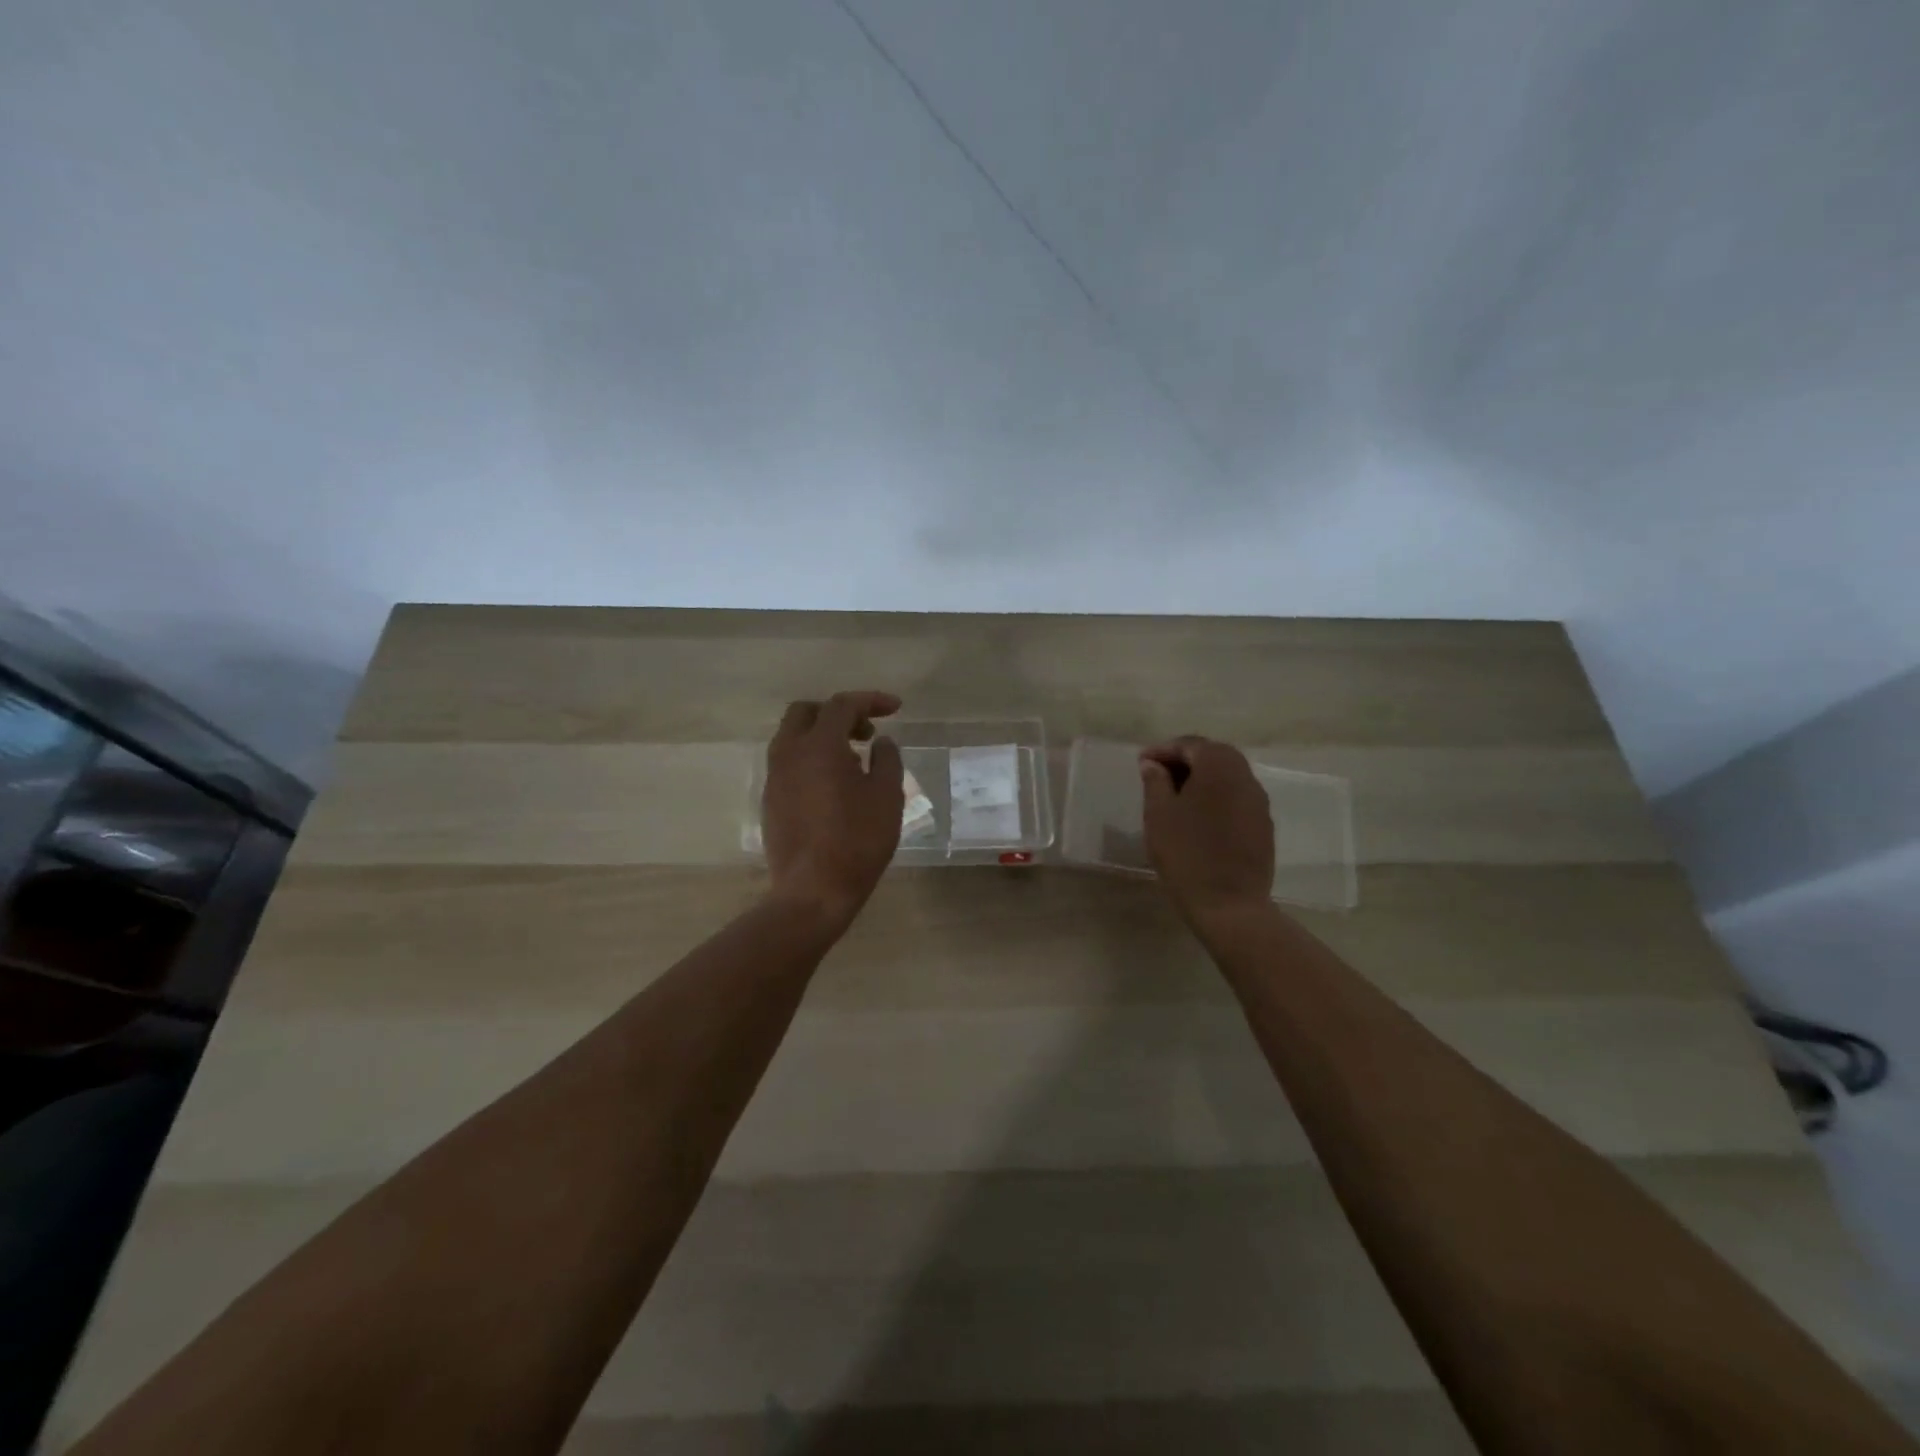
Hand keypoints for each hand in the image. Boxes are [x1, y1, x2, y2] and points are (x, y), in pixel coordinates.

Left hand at [762, 691, 905, 927]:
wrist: (813, 892)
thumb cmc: (857, 841)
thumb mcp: (887, 797)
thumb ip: (887, 760)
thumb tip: (881, 742)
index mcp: (819, 745)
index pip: (843, 705)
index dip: (871, 700)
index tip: (896, 708)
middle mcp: (789, 754)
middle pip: (807, 712)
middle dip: (839, 713)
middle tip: (866, 732)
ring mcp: (774, 778)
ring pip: (792, 737)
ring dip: (822, 736)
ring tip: (853, 760)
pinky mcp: (771, 801)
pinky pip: (789, 763)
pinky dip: (811, 759)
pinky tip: (834, 785)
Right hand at [1140, 736, 1274, 924]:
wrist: (1229, 904)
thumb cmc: (1186, 855)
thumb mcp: (1159, 815)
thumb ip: (1155, 782)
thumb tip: (1153, 764)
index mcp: (1218, 768)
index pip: (1190, 745)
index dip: (1163, 750)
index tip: (1141, 762)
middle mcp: (1244, 777)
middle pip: (1214, 754)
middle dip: (1185, 759)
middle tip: (1158, 774)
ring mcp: (1258, 801)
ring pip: (1228, 775)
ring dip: (1202, 777)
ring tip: (1175, 794)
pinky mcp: (1263, 824)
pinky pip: (1237, 796)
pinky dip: (1216, 795)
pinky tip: (1199, 815)